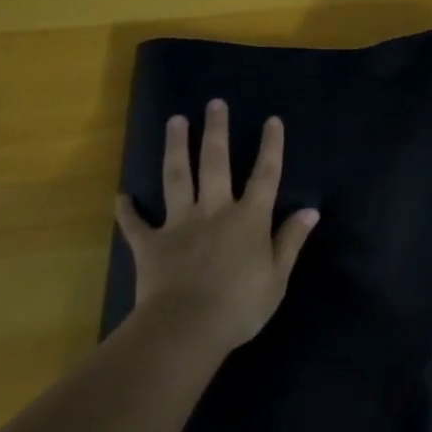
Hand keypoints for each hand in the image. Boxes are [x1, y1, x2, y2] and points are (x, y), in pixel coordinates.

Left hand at [116, 100, 319, 353]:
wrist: (187, 327)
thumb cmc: (240, 306)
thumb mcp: (277, 277)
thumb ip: (290, 241)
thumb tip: (310, 211)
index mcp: (249, 219)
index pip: (265, 176)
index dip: (270, 147)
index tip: (271, 120)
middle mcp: (214, 211)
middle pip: (215, 163)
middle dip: (215, 131)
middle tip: (214, 104)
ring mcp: (179, 224)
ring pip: (176, 178)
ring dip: (175, 148)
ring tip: (174, 121)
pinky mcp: (151, 243)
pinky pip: (136, 223)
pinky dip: (128, 211)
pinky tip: (122, 196)